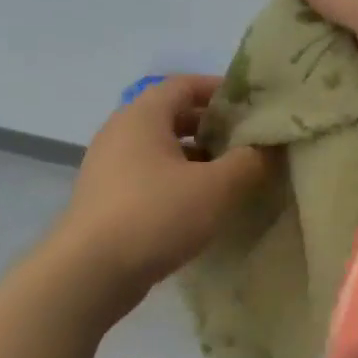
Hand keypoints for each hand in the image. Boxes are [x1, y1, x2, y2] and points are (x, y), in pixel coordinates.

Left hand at [53, 76, 272, 306]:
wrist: (90, 272)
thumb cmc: (156, 215)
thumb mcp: (216, 188)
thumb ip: (248, 162)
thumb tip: (267, 148)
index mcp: (143, 115)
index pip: (185, 85)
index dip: (220, 90)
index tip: (252, 106)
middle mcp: (120, 132)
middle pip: (172, 116)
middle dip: (211, 127)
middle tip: (247, 143)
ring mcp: (108, 167)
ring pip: (160, 150)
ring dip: (195, 158)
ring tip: (230, 176)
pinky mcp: (105, 199)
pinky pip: (148, 177)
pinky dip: (176, 181)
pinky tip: (198, 206)